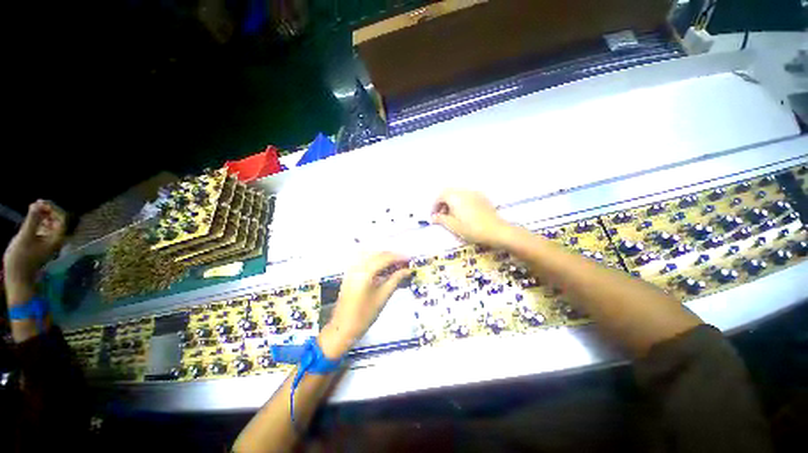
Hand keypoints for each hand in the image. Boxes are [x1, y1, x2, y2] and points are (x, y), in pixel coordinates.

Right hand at [3, 200, 65, 287]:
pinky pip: (45, 229)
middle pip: (58, 220)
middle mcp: (56, 241)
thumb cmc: (21, 258)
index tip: (41, 202)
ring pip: (51, 224)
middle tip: (37, 203)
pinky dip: (40, 222)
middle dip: (49, 210)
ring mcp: (50, 243)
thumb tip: (38, 204)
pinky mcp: (42, 245)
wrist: (18, 277)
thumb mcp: (25, 236)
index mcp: (57, 239)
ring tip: (34, 207)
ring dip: (44, 215)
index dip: (53, 208)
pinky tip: (33, 217)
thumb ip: (33, 220)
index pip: (62, 219)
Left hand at [319, 252, 410, 357]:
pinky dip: (376, 261)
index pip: (385, 258)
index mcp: (365, 272)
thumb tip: (408, 270)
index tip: (410, 260)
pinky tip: (384, 268)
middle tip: (406, 262)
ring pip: (371, 256)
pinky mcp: (350, 274)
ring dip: (385, 258)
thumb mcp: (383, 297)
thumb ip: (395, 280)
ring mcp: (352, 269)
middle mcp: (357, 266)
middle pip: (378, 254)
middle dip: (393, 256)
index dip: (399, 257)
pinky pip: (365, 261)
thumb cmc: (364, 315)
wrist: (343, 329)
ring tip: (397, 264)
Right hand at [431, 189, 510, 245]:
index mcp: (455, 197)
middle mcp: (464, 191)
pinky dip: (461, 202)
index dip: (434, 206)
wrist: (497, 231)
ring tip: (452, 216)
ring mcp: (474, 193)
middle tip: (441, 216)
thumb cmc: (472, 229)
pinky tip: (464, 214)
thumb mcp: (453, 226)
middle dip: (442, 203)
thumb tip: (434, 217)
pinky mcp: (482, 198)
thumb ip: (441, 219)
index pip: (440, 196)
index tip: (433, 216)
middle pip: (448, 193)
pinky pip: (467, 196)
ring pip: (458, 194)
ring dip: (451, 202)